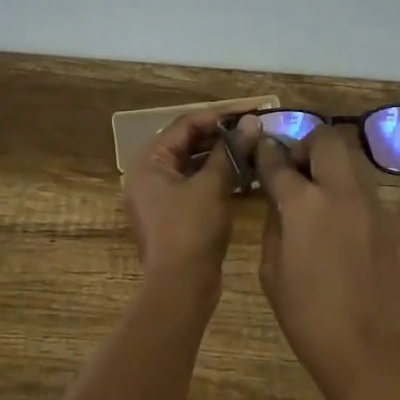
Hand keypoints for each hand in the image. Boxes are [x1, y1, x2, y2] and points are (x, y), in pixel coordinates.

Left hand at [122, 111, 242, 295]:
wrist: (181, 286)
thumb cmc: (192, 229)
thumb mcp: (212, 186)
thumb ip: (230, 151)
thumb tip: (251, 123)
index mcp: (148, 163)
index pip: (183, 126)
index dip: (216, 117)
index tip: (248, 113)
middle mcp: (147, 176)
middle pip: (185, 144)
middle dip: (219, 137)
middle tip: (252, 131)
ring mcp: (158, 197)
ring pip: (191, 166)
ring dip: (220, 157)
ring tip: (252, 150)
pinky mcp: (172, 215)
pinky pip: (194, 186)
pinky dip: (215, 178)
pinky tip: (243, 176)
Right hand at [255, 126, 399, 399]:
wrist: (369, 349)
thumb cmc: (307, 316)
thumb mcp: (272, 270)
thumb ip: (274, 223)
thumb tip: (279, 199)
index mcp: (305, 205)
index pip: (279, 161)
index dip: (265, 153)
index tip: (258, 152)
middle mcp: (341, 192)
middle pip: (326, 139)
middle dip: (304, 146)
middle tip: (293, 172)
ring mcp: (371, 204)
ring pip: (351, 157)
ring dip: (329, 162)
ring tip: (314, 192)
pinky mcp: (387, 220)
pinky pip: (363, 185)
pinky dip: (345, 186)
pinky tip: (334, 216)